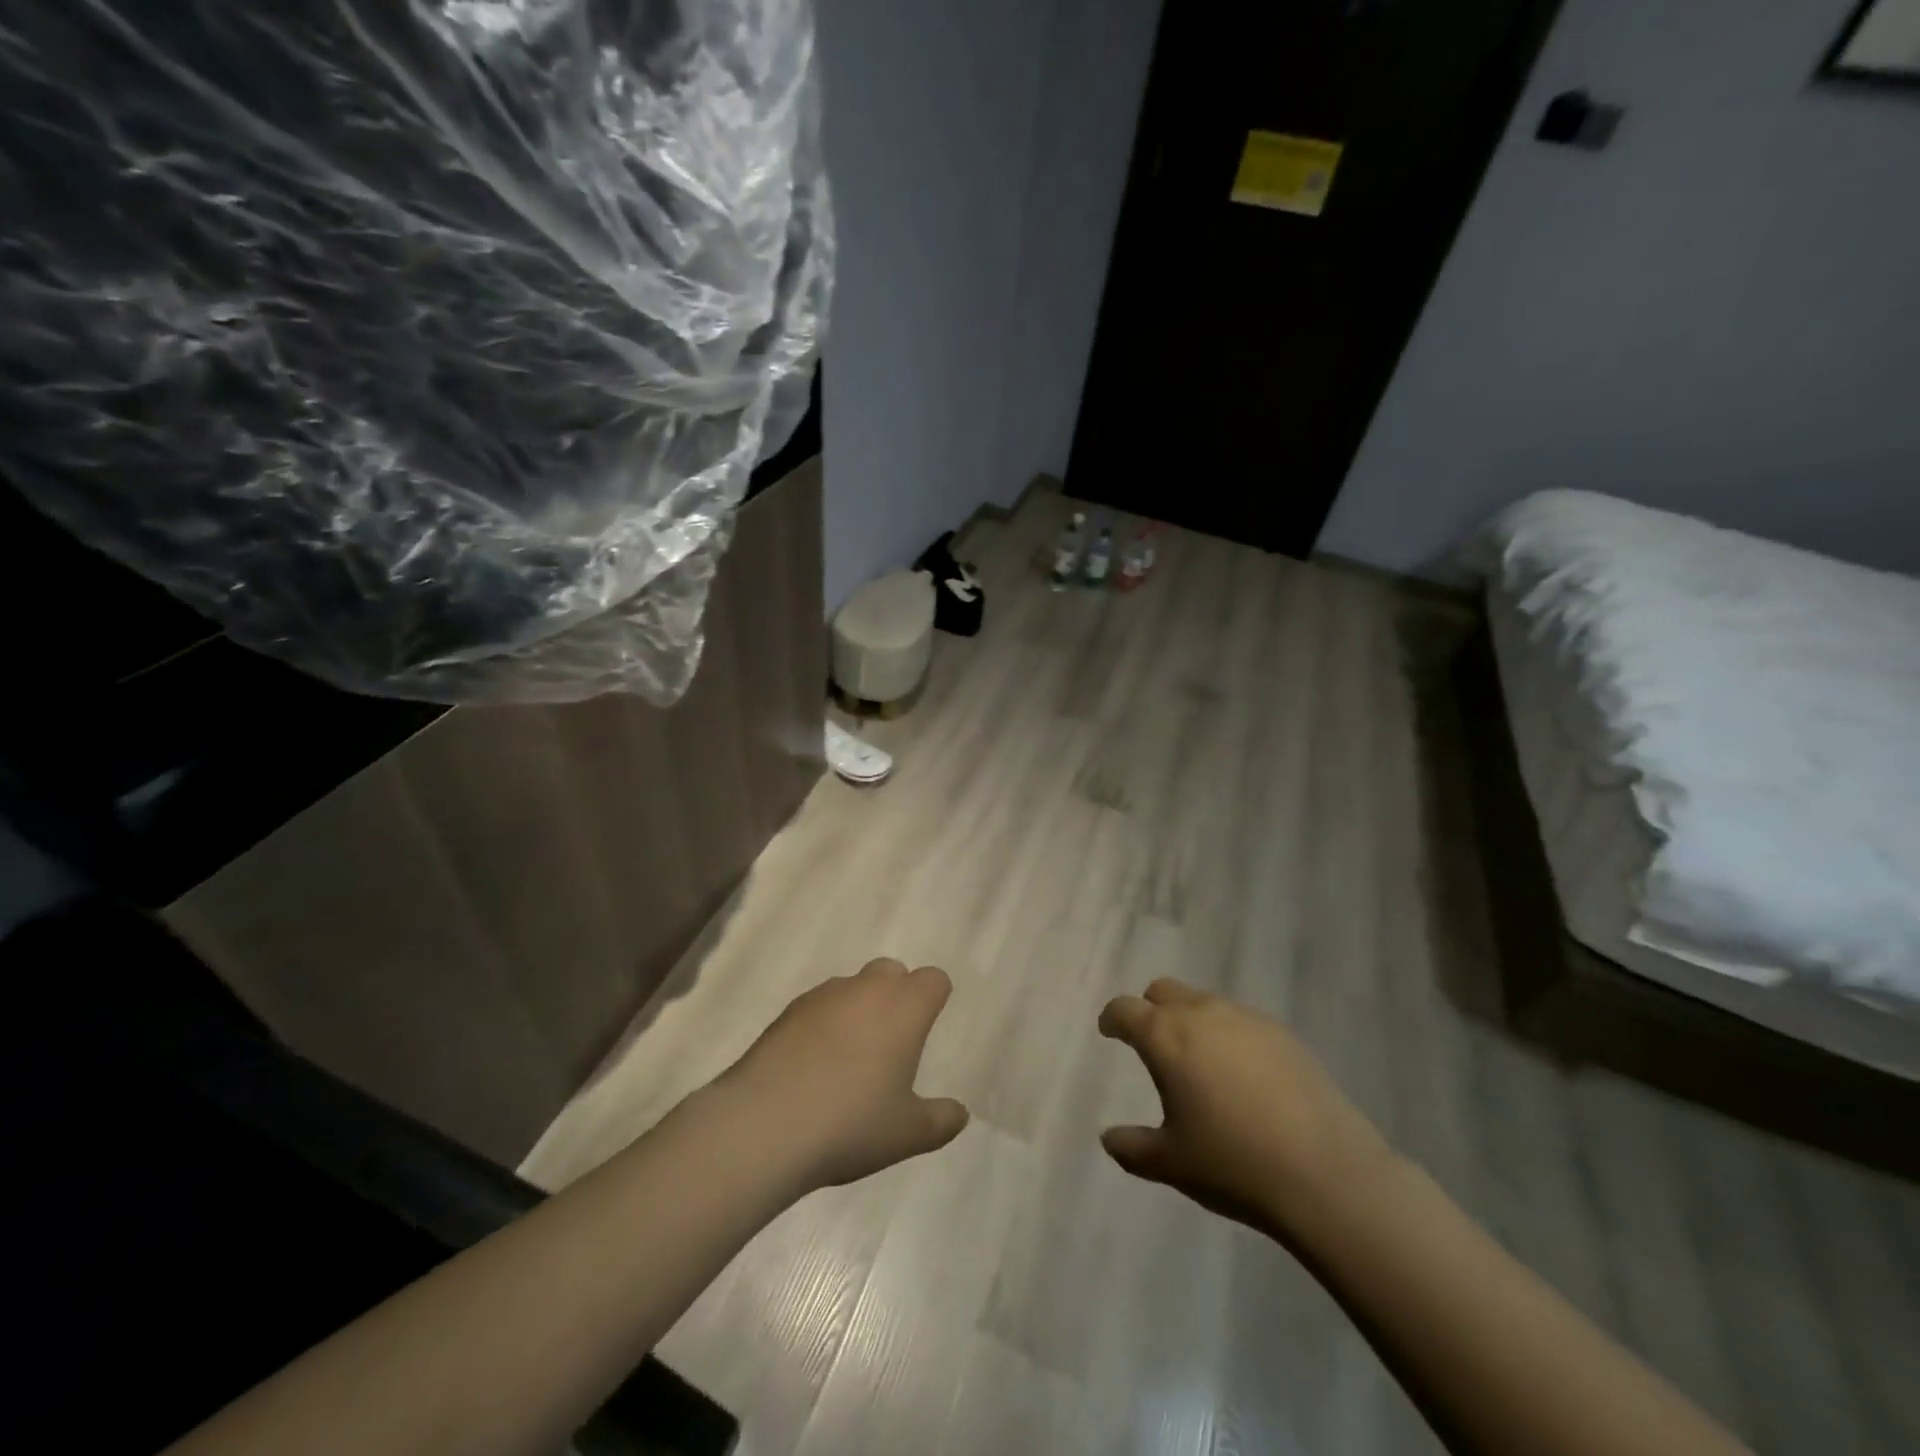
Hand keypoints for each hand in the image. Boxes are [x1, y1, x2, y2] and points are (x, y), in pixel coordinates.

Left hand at [713, 960, 969, 1192]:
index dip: (934, 999)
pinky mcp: (787, 1011)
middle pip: (891, 971)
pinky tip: (813, 1066)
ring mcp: (823, 996)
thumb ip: (940, 1120)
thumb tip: (960, 1113)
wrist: (765, 1124)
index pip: (933, 980)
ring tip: (848, 1060)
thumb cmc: (851, 1124)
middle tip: (891, 1043)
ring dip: (857, 1009)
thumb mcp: (907, 1134)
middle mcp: (867, 988)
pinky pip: (818, 1006)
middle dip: (896, 995)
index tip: (928, 1027)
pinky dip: (823, 1025)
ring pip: (852, 987)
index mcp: (905, 1007)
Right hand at [1097, 979, 1395, 1234]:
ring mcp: (1245, 1019)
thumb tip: (1108, 1138)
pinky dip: (1228, 1035)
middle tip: (1153, 1043)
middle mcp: (1201, 1014)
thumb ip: (1132, 1147)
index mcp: (1165, 1037)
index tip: (1110, 1031)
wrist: (1326, 1173)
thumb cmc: (1233, 1164)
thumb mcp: (1171, 1164)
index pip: (1125, 1009)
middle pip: (1163, 990)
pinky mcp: (1282, 1033)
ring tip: (1199, 1062)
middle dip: (1151, 1009)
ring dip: (1191, 1019)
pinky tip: (1242, 1075)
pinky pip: (1240, 1020)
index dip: (1112, 1018)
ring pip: (1204, 1001)